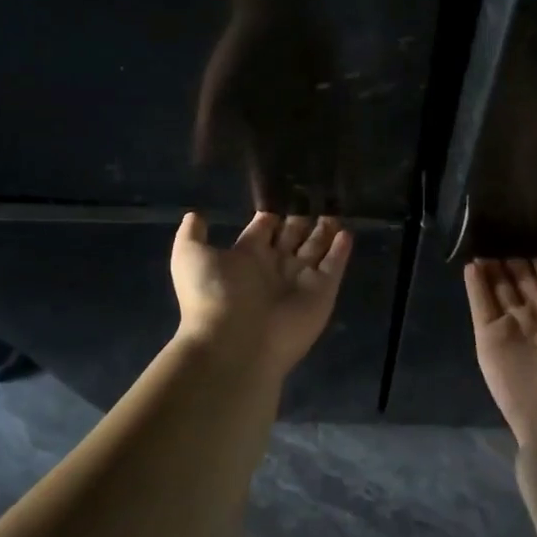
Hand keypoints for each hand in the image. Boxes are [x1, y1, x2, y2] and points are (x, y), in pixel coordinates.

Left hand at [172, 212, 352, 377]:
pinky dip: (341, 251)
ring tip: (335, 209)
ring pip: (315, 248)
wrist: (236, 342)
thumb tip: (195, 214)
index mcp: (246, 256)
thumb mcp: (189, 256)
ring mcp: (300, 280)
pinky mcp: (322, 292)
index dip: (272, 214)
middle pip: (292, 236)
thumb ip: (192, 234)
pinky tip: (347, 233)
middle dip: (301, 219)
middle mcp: (274, 266)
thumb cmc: (212, 295)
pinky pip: (334, 267)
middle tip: (315, 195)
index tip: (284, 194)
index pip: (264, 229)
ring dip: (325, 231)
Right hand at [464, 257, 536, 445]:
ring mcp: (513, 332)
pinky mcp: (489, 341)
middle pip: (523, 287)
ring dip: (492, 271)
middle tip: (502, 238)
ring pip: (500, 293)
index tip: (533, 241)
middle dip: (514, 266)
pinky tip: (469, 264)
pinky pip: (481, 307)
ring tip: (483, 246)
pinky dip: (475, 286)